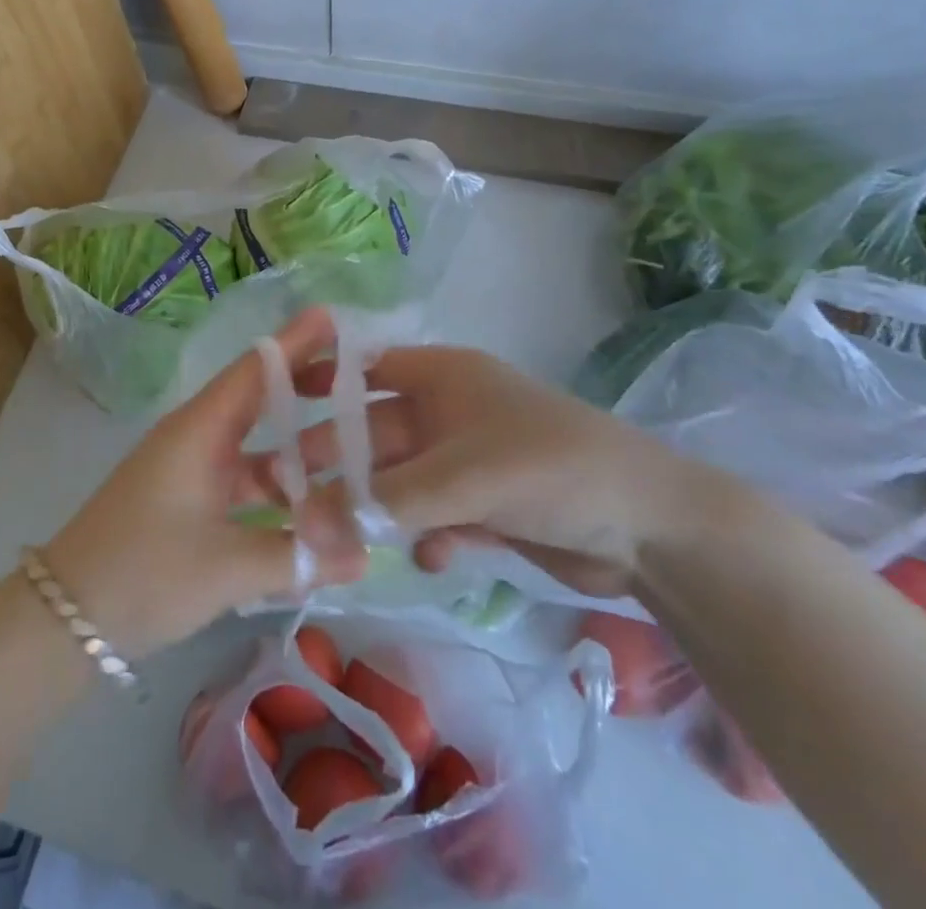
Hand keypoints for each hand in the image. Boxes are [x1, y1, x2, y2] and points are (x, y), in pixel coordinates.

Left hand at [43, 310, 367, 658]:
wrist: (65, 616)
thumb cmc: (144, 572)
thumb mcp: (226, 568)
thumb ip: (299, 557)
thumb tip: (367, 552)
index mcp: (201, 429)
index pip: (256, 369)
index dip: (296, 342)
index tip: (335, 317)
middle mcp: (196, 436)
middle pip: (259, 397)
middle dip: (306, 385)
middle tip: (359, 375)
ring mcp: (190, 467)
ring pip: (254, 443)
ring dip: (296, 442)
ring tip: (352, 440)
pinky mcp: (187, 498)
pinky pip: (242, 477)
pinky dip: (276, 485)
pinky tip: (310, 502)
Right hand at [289, 344, 714, 598]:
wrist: (651, 527)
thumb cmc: (549, 468)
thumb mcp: (462, 477)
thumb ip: (384, 501)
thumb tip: (304, 522)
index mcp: (443, 377)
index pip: (365, 368)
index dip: (321, 382)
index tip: (274, 408)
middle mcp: (448, 412)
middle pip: (375, 432)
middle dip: (336, 460)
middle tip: (285, 491)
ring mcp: (467, 461)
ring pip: (401, 480)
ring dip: (376, 506)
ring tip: (337, 539)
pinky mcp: (486, 506)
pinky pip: (436, 516)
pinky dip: (428, 535)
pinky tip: (434, 557)